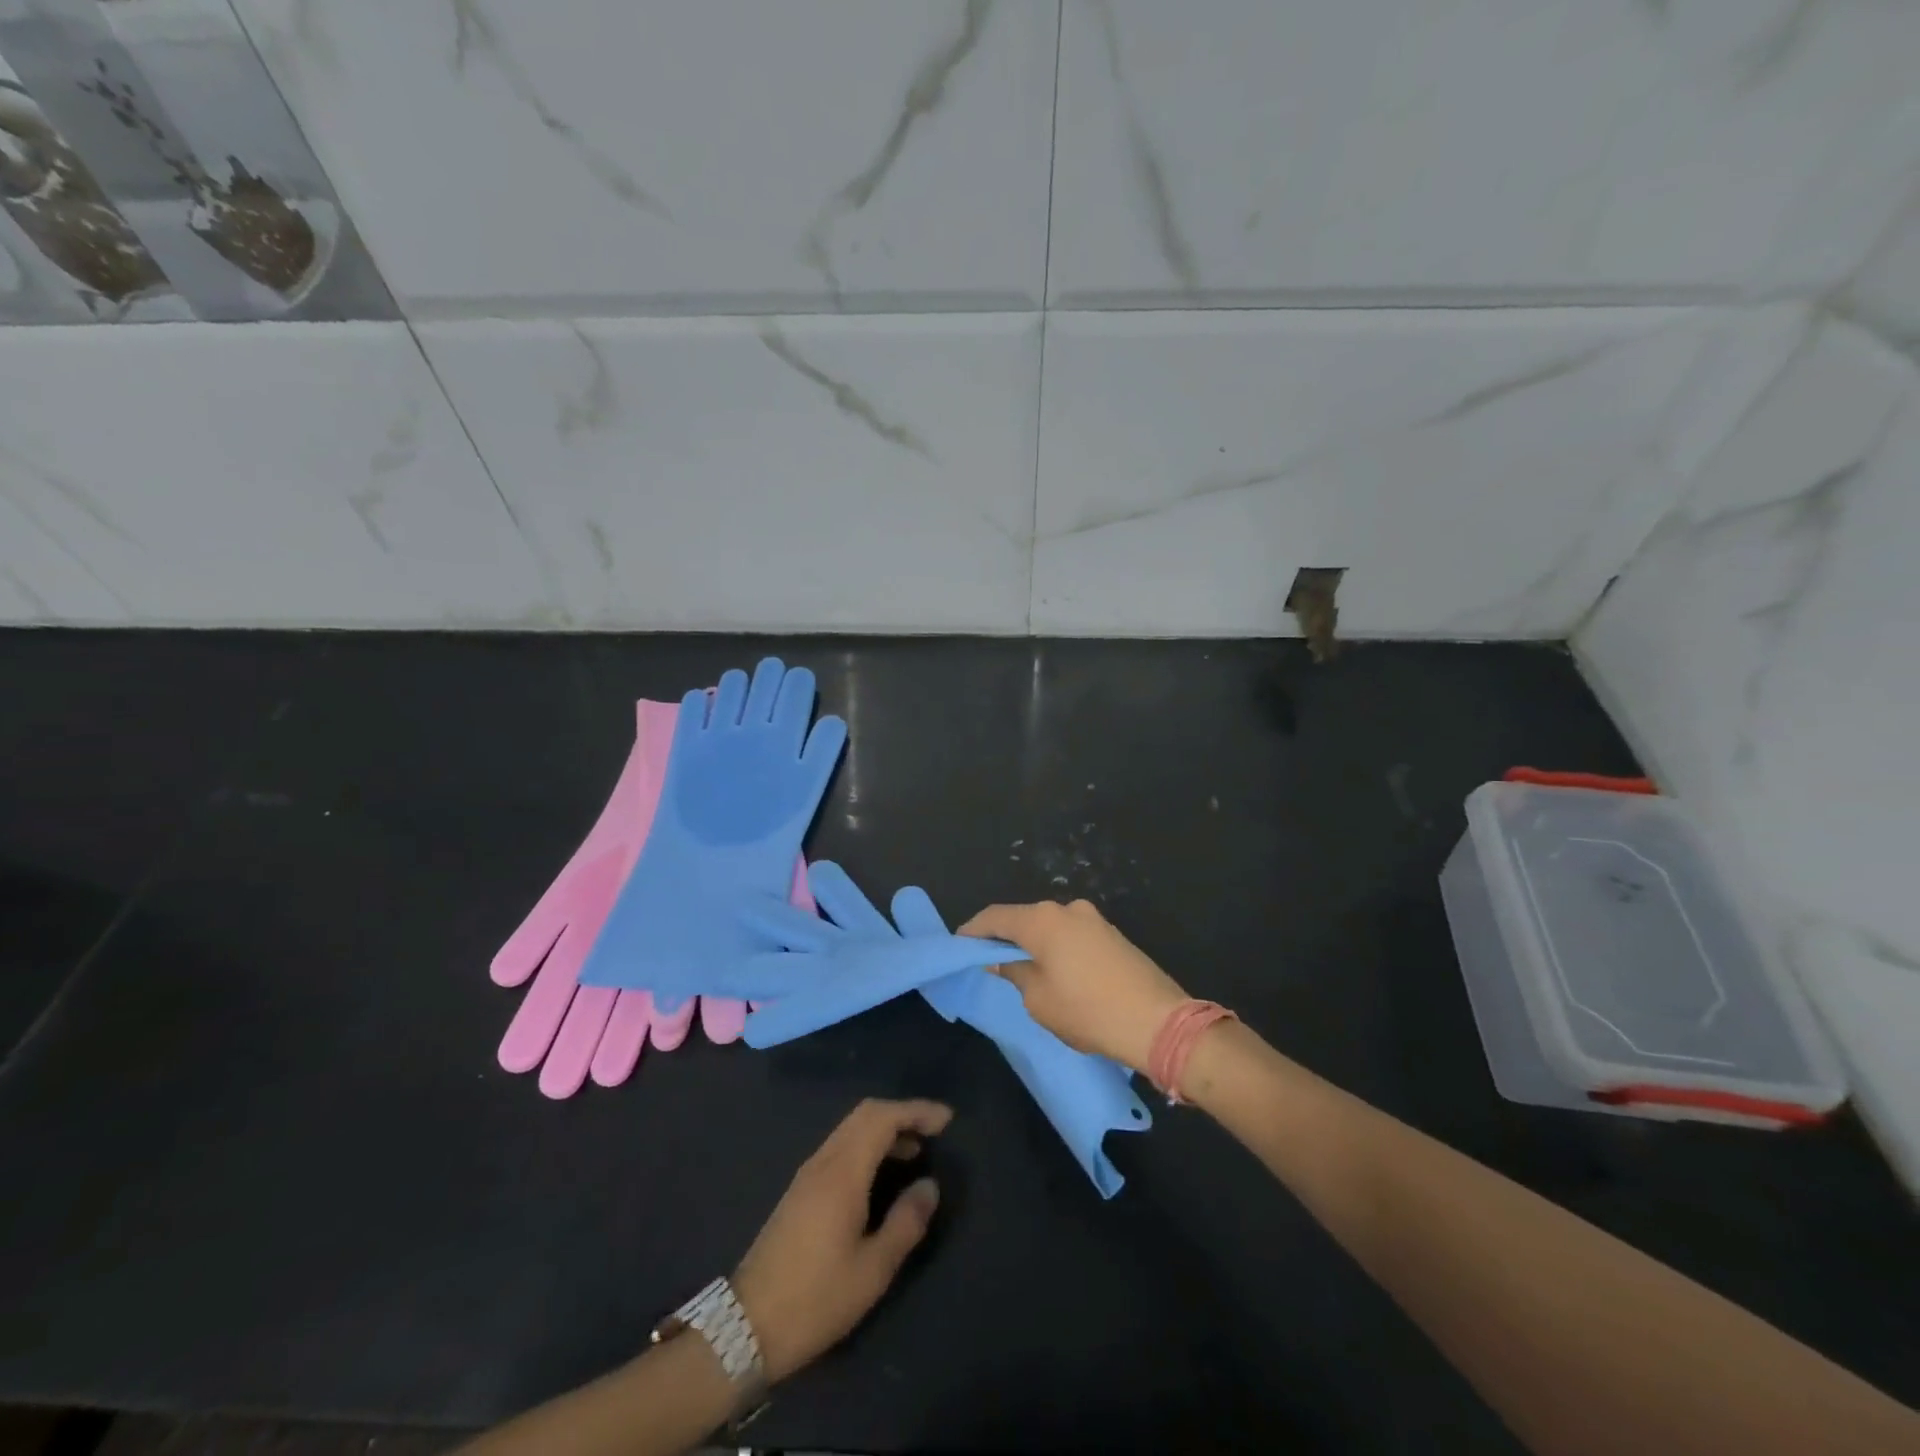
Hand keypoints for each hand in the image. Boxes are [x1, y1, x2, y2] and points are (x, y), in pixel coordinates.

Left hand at [732, 1099, 949, 1381]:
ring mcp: (807, 1174)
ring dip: (884, 1129)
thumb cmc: (815, 1299)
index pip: (882, 1117)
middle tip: (934, 1131)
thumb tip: (929, 1185)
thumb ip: (905, 1223)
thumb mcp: (872, 1270)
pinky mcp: (800, 1191)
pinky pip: (840, 1147)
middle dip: (902, 1113)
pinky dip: (867, 1145)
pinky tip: (881, 1174)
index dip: (916, 1110)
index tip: (946, 1120)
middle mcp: (823, 1161)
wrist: (746, 1327)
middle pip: (865, 1114)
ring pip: (850, 1129)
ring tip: (915, 1151)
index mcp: (842, 1172)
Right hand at [958, 900, 1188, 1071]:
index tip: (959, 945)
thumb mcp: (1038, 999)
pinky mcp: (1113, 935)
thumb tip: (1002, 961)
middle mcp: (1068, 909)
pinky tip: (1055, 971)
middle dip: (1005, 937)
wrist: (1158, 1022)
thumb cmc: (1088, 1011)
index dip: (974, 930)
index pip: (996, 916)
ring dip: (1033, 943)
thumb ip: (1015, 973)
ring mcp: (1094, 919)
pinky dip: (1056, 948)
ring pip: (1050, 927)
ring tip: (1022, 970)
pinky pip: (1072, 935)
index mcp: (1043, 920)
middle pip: (1024, 918)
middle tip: (989, 961)